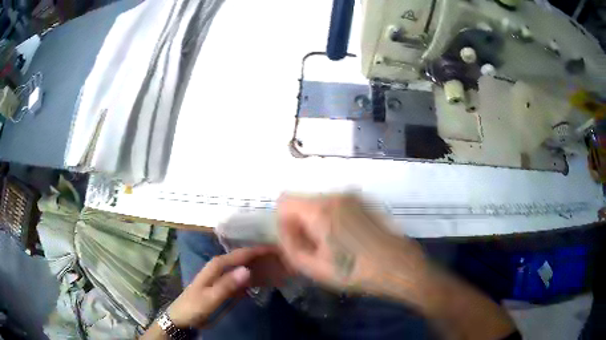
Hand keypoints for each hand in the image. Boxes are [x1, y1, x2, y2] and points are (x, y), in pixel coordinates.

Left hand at [167, 247, 286, 328]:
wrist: (183, 318)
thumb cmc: (194, 306)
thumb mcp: (209, 298)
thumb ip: (227, 285)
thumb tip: (247, 270)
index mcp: (217, 265)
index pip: (242, 254)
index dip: (260, 250)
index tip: (280, 249)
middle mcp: (223, 267)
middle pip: (247, 259)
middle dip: (265, 258)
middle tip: (286, 260)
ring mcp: (226, 278)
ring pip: (248, 269)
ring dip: (264, 269)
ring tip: (283, 269)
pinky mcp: (228, 288)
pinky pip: (246, 281)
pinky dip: (258, 280)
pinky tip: (270, 281)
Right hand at [277, 194, 428, 292]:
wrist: (399, 266)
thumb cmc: (356, 271)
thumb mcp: (314, 268)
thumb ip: (289, 248)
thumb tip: (284, 233)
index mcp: (321, 209)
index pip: (284, 202)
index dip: (283, 223)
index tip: (296, 243)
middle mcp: (336, 195)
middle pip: (303, 202)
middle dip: (301, 224)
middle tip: (314, 250)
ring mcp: (353, 197)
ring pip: (320, 204)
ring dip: (317, 223)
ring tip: (332, 247)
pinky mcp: (365, 202)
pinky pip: (337, 206)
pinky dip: (333, 219)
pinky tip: (348, 241)